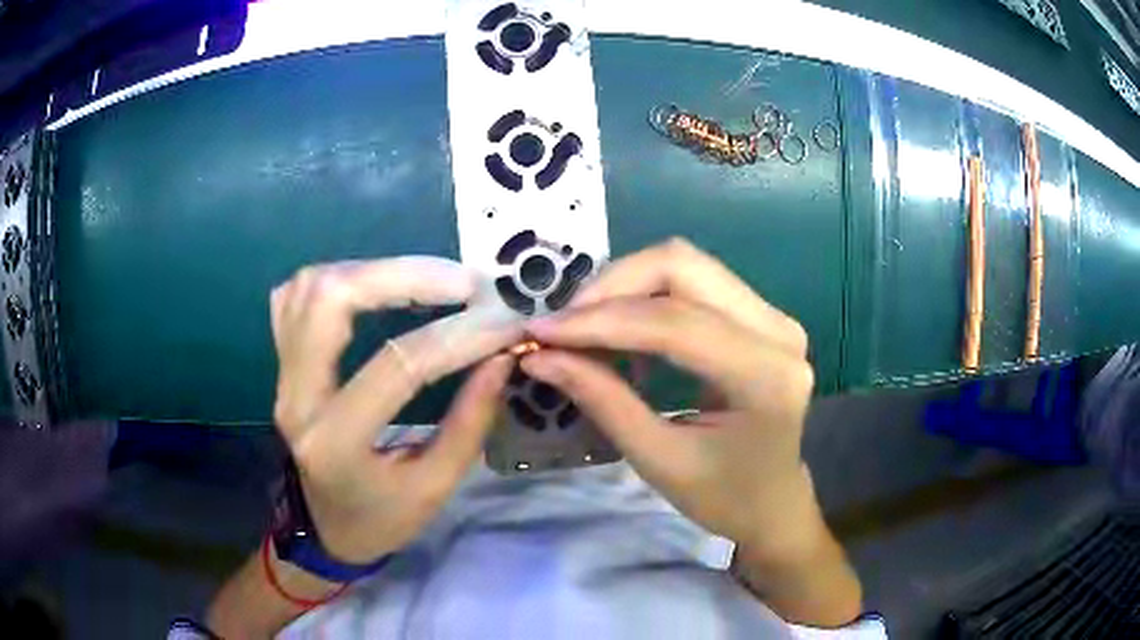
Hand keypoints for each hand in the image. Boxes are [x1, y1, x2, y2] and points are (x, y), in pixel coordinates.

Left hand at [270, 258, 521, 565]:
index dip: (459, 335)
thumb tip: (500, 355)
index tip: (507, 321)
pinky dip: (340, 277)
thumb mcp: (434, 488)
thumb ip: (469, 421)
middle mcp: (296, 397)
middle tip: (466, 282)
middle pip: (331, 300)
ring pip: (311, 287)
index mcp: (335, 441)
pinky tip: (377, 283)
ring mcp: (282, 375)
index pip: (397, 365)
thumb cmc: (381, 519)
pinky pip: (296, 297)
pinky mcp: (282, 364)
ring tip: (433, 278)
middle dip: (405, 275)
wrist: (325, 531)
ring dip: (375, 270)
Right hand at [522, 239, 813, 552]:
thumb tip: (541, 356)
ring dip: (625, 286)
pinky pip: (694, 281)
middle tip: (563, 325)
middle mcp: (778, 330)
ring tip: (583, 327)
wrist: (772, 502)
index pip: (674, 322)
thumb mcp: (658, 460)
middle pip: (683, 266)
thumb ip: (603, 399)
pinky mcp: (760, 314)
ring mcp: (773, 316)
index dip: (601, 321)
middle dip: (611, 287)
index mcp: (766, 376)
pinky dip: (646, 295)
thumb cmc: (722, 497)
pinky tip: (621, 330)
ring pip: (686, 264)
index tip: (541, 332)